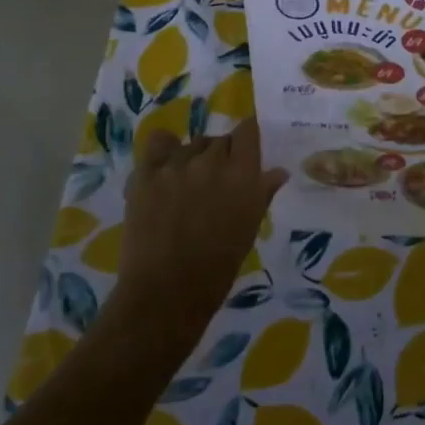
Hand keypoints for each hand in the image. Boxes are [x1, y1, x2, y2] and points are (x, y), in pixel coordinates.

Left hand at [109, 119, 285, 348]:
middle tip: (216, 184)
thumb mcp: (249, 230)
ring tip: (187, 187)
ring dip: (194, 159)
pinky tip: (165, 168)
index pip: (248, 130)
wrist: (165, 294)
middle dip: (222, 156)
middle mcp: (211, 161)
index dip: (248, 139)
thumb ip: (262, 193)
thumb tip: (278, 171)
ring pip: (191, 144)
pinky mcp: (146, 172)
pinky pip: (159, 142)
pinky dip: (165, 151)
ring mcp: (176, 164)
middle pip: (220, 140)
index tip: (245, 153)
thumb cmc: (217, 269)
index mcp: (242, 174)